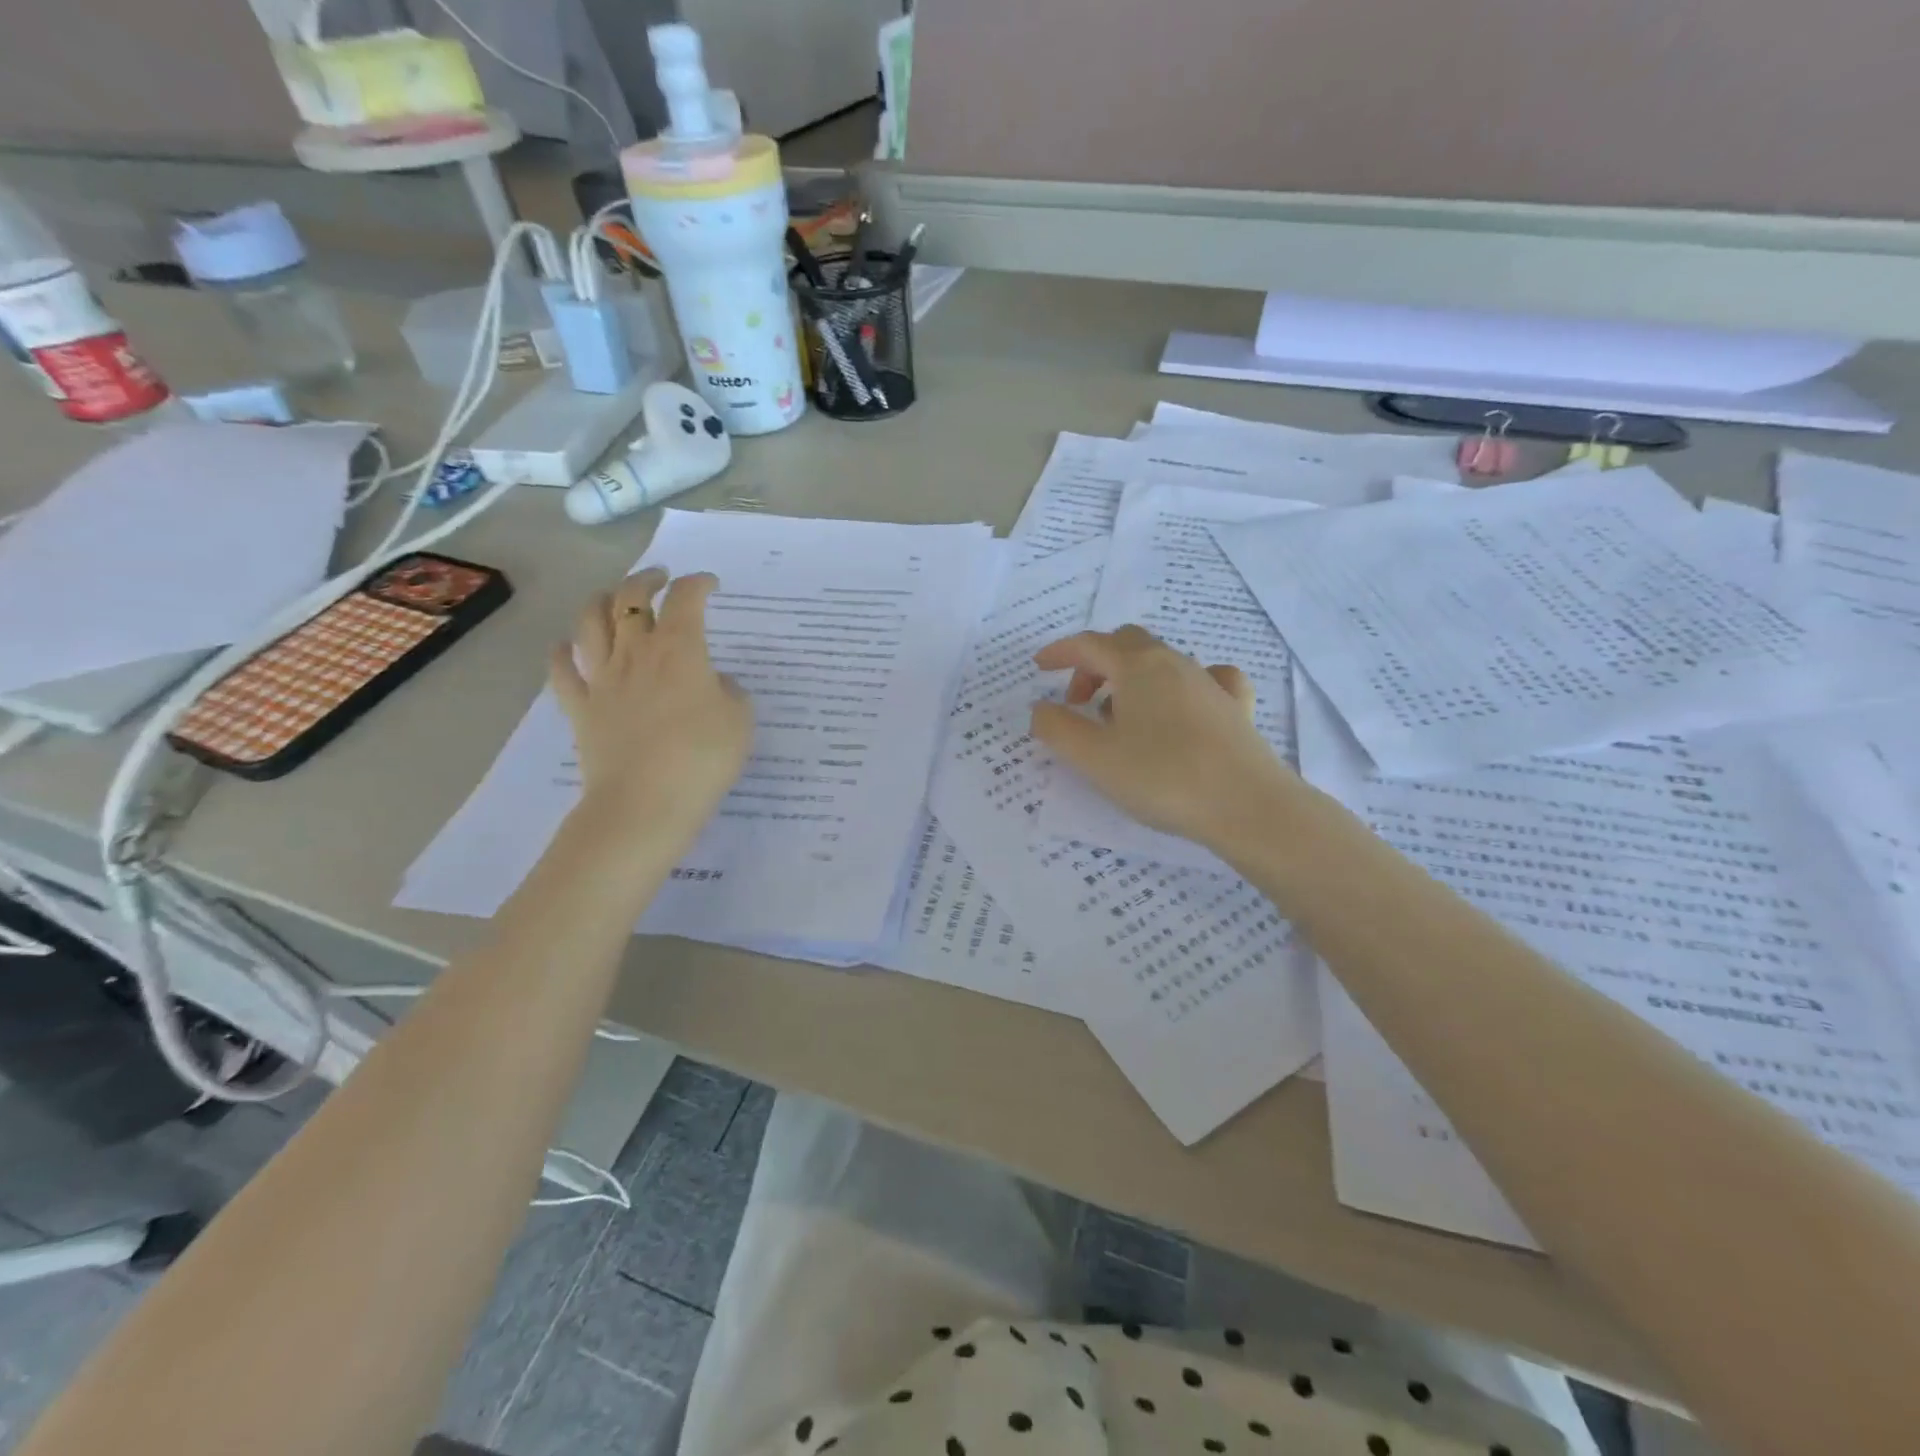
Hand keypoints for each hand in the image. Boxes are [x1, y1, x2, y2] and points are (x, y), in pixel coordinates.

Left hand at [550, 568, 752, 850]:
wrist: (645, 802)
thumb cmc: (702, 757)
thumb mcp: (740, 721)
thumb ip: (730, 693)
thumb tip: (714, 683)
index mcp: (680, 650)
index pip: (687, 599)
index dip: (698, 584)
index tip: (710, 585)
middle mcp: (637, 653)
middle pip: (632, 599)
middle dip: (647, 580)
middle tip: (660, 578)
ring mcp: (603, 679)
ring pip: (591, 623)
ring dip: (602, 601)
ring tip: (613, 597)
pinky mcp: (581, 709)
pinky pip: (562, 671)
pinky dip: (562, 652)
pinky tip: (566, 645)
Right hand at [1029, 625, 1295, 849]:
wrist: (1247, 805)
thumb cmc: (1162, 777)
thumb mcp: (1094, 758)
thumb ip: (1057, 728)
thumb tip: (1041, 708)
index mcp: (1137, 666)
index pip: (1089, 644)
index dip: (1060, 652)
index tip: (1039, 667)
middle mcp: (1174, 662)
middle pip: (1126, 645)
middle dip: (1094, 665)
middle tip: (1077, 702)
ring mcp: (1209, 682)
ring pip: (1161, 662)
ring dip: (1131, 680)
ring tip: (1119, 719)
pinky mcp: (1236, 708)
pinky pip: (1204, 680)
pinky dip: (1181, 686)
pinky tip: (1182, 706)